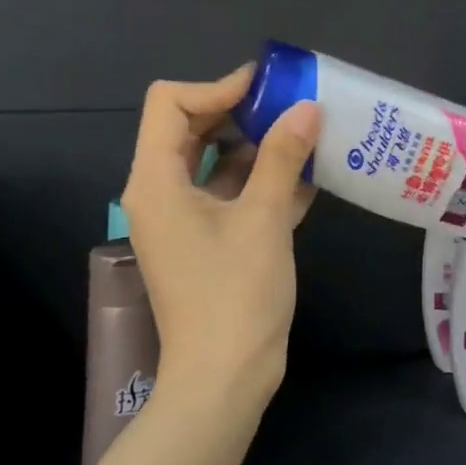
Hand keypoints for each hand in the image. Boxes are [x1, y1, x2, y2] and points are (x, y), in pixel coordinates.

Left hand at [119, 66, 320, 410]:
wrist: (225, 377)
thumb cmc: (236, 293)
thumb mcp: (264, 218)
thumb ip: (283, 157)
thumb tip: (307, 107)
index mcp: (157, 180)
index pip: (171, 104)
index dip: (217, 87)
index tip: (268, 89)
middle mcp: (162, 193)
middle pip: (192, 129)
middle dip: (242, 114)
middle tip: (293, 108)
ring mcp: (185, 220)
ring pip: (217, 164)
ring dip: (259, 148)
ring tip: (308, 138)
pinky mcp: (208, 243)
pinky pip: (231, 197)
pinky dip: (263, 183)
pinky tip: (309, 179)